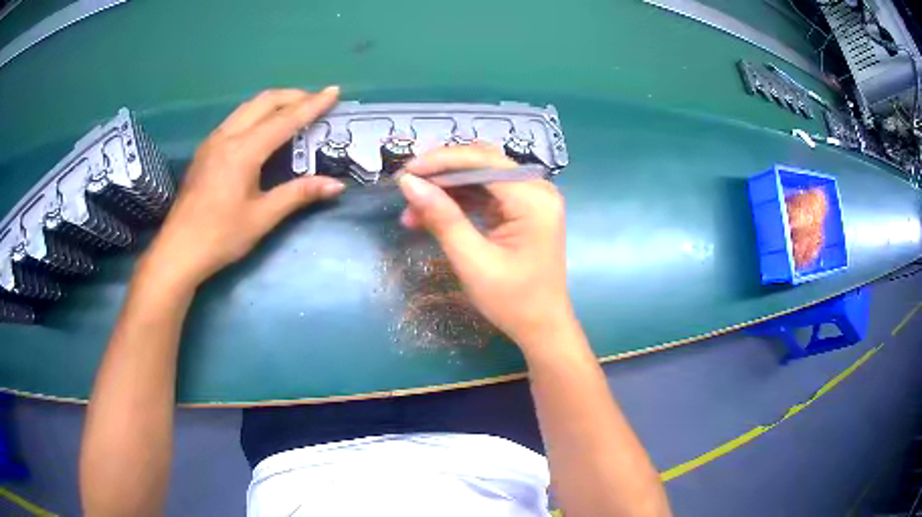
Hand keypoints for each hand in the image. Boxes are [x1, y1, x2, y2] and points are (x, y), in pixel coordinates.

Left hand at [142, 88, 345, 287]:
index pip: (284, 120)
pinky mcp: (205, 150)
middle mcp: (227, 136)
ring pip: (247, 107)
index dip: (312, 105)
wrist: (178, 251)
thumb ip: (298, 194)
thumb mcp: (262, 217)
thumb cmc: (221, 236)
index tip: (334, 91)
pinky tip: (262, 128)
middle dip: (293, 96)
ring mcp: (212, 141)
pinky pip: (235, 119)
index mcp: (243, 151)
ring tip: (293, 109)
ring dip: (273, 102)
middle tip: (316, 100)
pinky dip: (256, 114)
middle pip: (264, 101)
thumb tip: (336, 185)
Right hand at [396, 144, 573, 349]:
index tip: (405, 172)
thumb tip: (409, 183)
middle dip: (441, 173)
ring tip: (412, 208)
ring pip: (481, 176)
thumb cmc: (512, 301)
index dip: (440, 161)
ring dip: (446, 188)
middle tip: (405, 187)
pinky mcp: (523, 209)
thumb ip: (442, 218)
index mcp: (533, 199)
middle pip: (482, 163)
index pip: (482, 161)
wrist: (542, 326)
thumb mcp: (473, 261)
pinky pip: (486, 193)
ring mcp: (532, 197)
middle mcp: (537, 188)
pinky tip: (430, 214)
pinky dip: (459, 201)